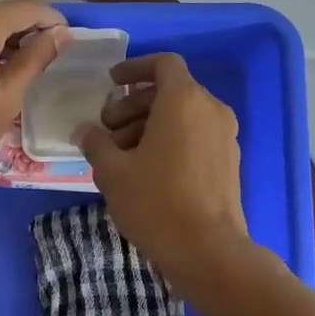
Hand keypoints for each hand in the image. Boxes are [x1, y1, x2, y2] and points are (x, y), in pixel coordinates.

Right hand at [74, 52, 251, 286]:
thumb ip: (95, 142)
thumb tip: (85, 131)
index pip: (163, 64)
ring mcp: (225, 137)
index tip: (110, 84)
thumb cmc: (155, 202)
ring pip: (182, 116)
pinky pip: (195, 136)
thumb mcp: (112, 171)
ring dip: (148, 125)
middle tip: (107, 131)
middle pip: (169, 91)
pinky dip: (169, 141)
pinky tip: (145, 171)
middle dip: (133, 105)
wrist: (208, 251)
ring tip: (120, 156)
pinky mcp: (228, 163)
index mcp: (184, 100)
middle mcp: (211, 110)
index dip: (134, 68)